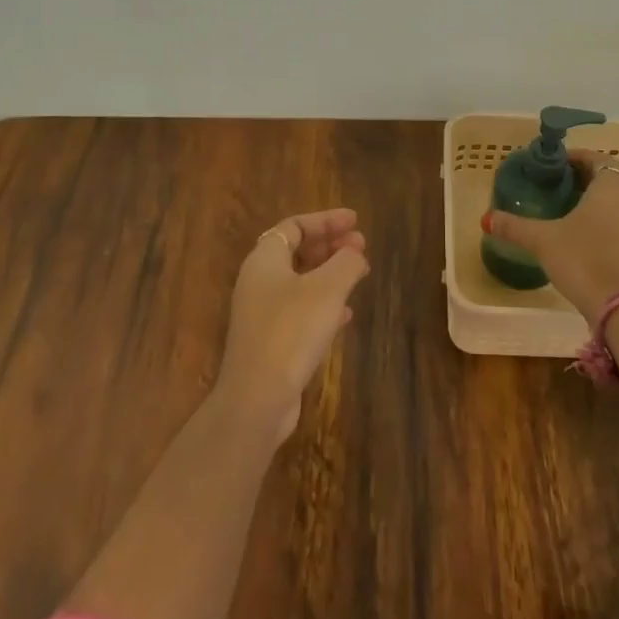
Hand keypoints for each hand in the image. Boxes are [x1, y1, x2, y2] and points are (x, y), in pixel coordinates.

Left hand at [217, 208, 369, 443]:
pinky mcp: (270, 341)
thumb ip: (346, 263)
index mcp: (265, 260)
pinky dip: (324, 303)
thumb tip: (355, 254)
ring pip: (300, 281)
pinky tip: (346, 314)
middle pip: (296, 251)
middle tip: (360, 245)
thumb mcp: (328, 289)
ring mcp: (262, 313)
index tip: (355, 221)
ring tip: (359, 273)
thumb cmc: (292, 331)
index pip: (294, 226)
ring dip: (329, 273)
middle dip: (329, 245)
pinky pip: (300, 310)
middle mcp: (258, 281)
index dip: (326, 220)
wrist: (258, 398)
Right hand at [486, 150, 618, 323]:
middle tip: (553, 185)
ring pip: (614, 200)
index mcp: (610, 186)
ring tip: (563, 208)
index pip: (597, 158)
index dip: (576, 157)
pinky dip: (601, 218)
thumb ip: (514, 227)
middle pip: (606, 178)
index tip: (554, 165)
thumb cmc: (582, 260)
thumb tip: (487, 218)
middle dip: (581, 178)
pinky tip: (579, 233)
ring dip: (592, 199)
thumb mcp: (542, 240)